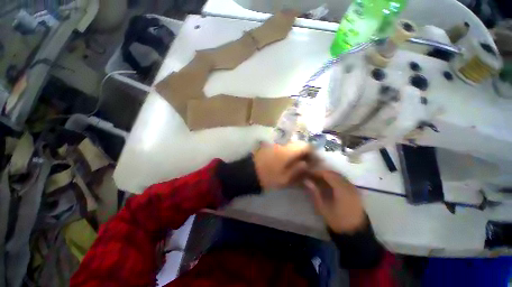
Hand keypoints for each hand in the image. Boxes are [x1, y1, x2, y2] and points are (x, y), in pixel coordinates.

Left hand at [253, 142, 314, 189]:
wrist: (247, 172)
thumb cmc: (267, 177)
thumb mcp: (284, 178)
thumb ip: (297, 170)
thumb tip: (306, 164)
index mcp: (288, 151)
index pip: (305, 145)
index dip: (312, 152)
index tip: (313, 160)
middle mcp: (282, 143)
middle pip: (297, 143)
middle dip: (303, 152)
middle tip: (305, 162)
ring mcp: (274, 143)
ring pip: (289, 144)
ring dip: (294, 151)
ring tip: (296, 162)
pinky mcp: (268, 145)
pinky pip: (282, 146)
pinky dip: (286, 151)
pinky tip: (285, 159)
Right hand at [304, 170, 365, 233]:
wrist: (355, 234)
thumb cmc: (337, 221)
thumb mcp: (323, 207)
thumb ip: (314, 192)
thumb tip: (306, 181)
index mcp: (342, 190)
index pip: (328, 174)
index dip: (317, 172)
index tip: (308, 173)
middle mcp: (349, 186)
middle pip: (334, 174)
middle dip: (322, 173)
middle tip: (312, 176)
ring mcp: (354, 189)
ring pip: (339, 176)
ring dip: (329, 176)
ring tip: (318, 179)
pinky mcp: (355, 192)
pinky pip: (344, 181)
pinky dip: (335, 180)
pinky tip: (328, 184)